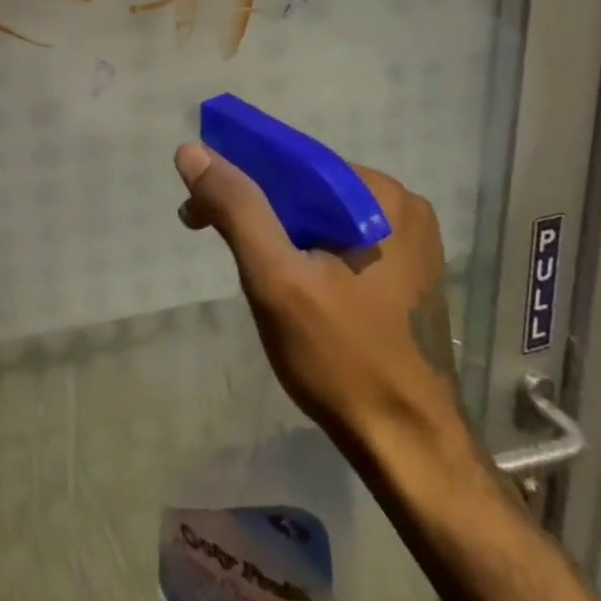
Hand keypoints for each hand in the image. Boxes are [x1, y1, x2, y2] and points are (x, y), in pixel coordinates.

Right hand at [175, 144, 464, 453]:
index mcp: (381, 198)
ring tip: (241, 264)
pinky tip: (282, 279)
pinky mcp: (404, 274)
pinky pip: (337, 241)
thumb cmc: (341, 358)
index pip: (293, 162)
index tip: (197, 204)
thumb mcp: (276, 278)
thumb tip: (191, 150)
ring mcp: (408, 243)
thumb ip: (236, 207)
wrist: (409, 450)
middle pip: (305, 188)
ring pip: (318, 215)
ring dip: (272, 230)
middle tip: (206, 232)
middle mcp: (402, 208)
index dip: (237, 174)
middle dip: (252, 206)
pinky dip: (301, 250)